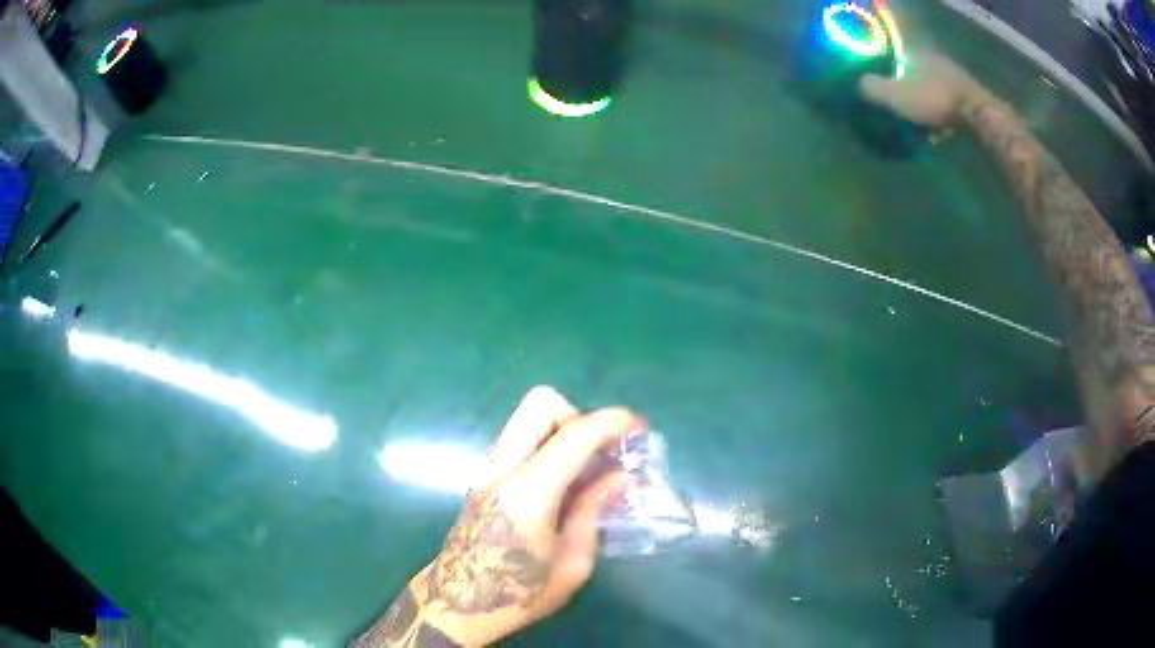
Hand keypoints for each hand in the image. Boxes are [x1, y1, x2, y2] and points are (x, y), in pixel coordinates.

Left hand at [356, 387, 643, 646]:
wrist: (458, 605)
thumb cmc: (520, 594)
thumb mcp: (572, 564)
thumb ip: (594, 512)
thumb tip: (620, 477)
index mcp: (529, 491)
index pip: (576, 433)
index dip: (614, 422)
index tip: (641, 429)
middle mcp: (503, 468)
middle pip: (541, 403)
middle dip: (580, 416)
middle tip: (601, 451)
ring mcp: (488, 469)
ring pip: (527, 418)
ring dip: (563, 429)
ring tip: (587, 468)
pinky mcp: (484, 478)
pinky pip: (521, 440)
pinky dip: (548, 444)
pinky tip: (564, 482)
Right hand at [859, 54, 988, 127]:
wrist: (976, 113)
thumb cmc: (934, 99)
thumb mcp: (895, 95)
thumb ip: (874, 88)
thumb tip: (859, 84)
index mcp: (916, 53)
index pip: (896, 55)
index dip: (888, 69)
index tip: (883, 86)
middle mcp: (936, 60)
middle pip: (916, 73)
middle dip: (908, 89)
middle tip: (900, 108)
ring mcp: (955, 78)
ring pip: (934, 89)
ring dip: (927, 105)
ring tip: (920, 124)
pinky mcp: (970, 98)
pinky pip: (949, 106)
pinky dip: (943, 117)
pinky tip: (939, 133)